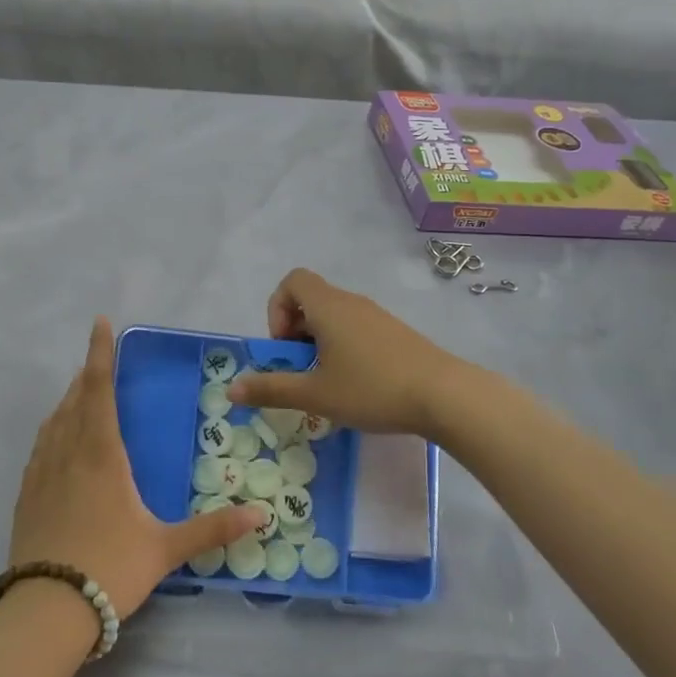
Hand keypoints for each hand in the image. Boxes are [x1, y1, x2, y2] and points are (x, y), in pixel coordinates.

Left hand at [11, 318, 263, 620]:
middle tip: (98, 361)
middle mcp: (67, 453)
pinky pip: (39, 447)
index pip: (100, 389)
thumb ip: (213, 529)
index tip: (100, 323)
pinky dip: (51, 430)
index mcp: (101, 454)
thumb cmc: (110, 568)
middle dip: (88, 375)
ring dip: (68, 400)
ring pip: (54, 421)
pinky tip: (55, 442)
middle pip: (75, 399)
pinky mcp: (25, 495)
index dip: (101, 353)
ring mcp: (41, 473)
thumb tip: (261, 514)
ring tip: (79, 393)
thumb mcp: (166, 549)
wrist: (45, 610)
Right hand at [227, 269, 466, 438]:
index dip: (277, 308)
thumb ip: (271, 389)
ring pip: (334, 316)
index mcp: (328, 307)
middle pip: (311, 299)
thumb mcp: (315, 394)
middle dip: (295, 332)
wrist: (444, 395)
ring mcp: (376, 316)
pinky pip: (356, 328)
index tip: (284, 346)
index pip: (292, 281)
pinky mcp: (395, 333)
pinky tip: (355, 384)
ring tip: (326, 381)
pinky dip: (343, 347)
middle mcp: (351, 303)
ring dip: (319, 342)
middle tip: (300, 369)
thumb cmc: (372, 389)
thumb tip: (231, 389)